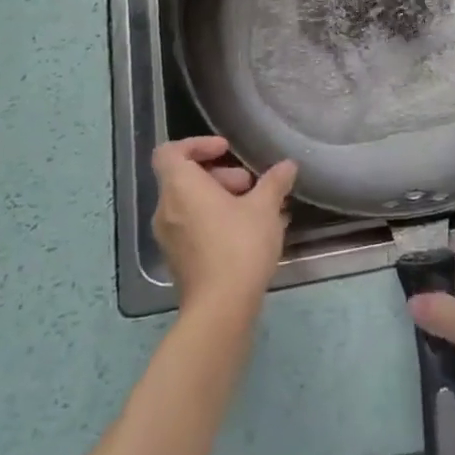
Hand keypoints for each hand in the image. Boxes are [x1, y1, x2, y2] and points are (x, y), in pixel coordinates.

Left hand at [152, 137, 296, 321]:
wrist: (220, 310)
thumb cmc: (239, 246)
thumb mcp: (265, 207)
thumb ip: (274, 182)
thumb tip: (287, 166)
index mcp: (180, 187)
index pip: (170, 151)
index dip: (197, 144)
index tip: (226, 150)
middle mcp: (166, 209)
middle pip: (184, 177)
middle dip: (219, 175)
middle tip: (249, 185)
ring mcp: (169, 238)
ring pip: (190, 204)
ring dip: (220, 199)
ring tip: (256, 210)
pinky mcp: (177, 261)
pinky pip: (192, 227)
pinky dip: (215, 221)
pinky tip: (248, 234)